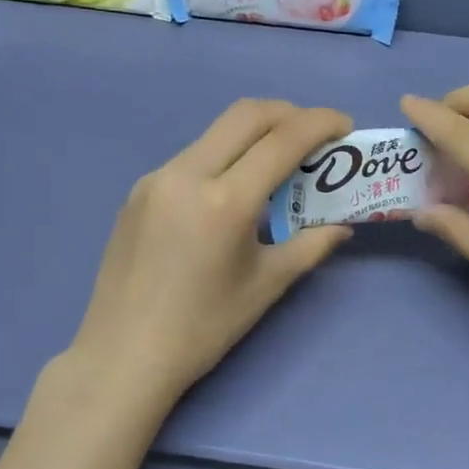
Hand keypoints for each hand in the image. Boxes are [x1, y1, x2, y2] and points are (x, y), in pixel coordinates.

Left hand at [67, 99, 354, 401]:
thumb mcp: (266, 285)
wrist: (123, 355)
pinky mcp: (138, 191)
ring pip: (216, 132)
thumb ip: (310, 246)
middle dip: (289, 113)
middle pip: (246, 114)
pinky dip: (225, 157)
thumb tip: (342, 226)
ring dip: (255, 134)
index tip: (345, 126)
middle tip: (315, 135)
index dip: (321, 123)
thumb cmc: (203, 328)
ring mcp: (156, 179)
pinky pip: (192, 157)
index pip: (282, 139)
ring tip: (279, 163)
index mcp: (225, 202)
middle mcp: (186, 174)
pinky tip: (234, 192)